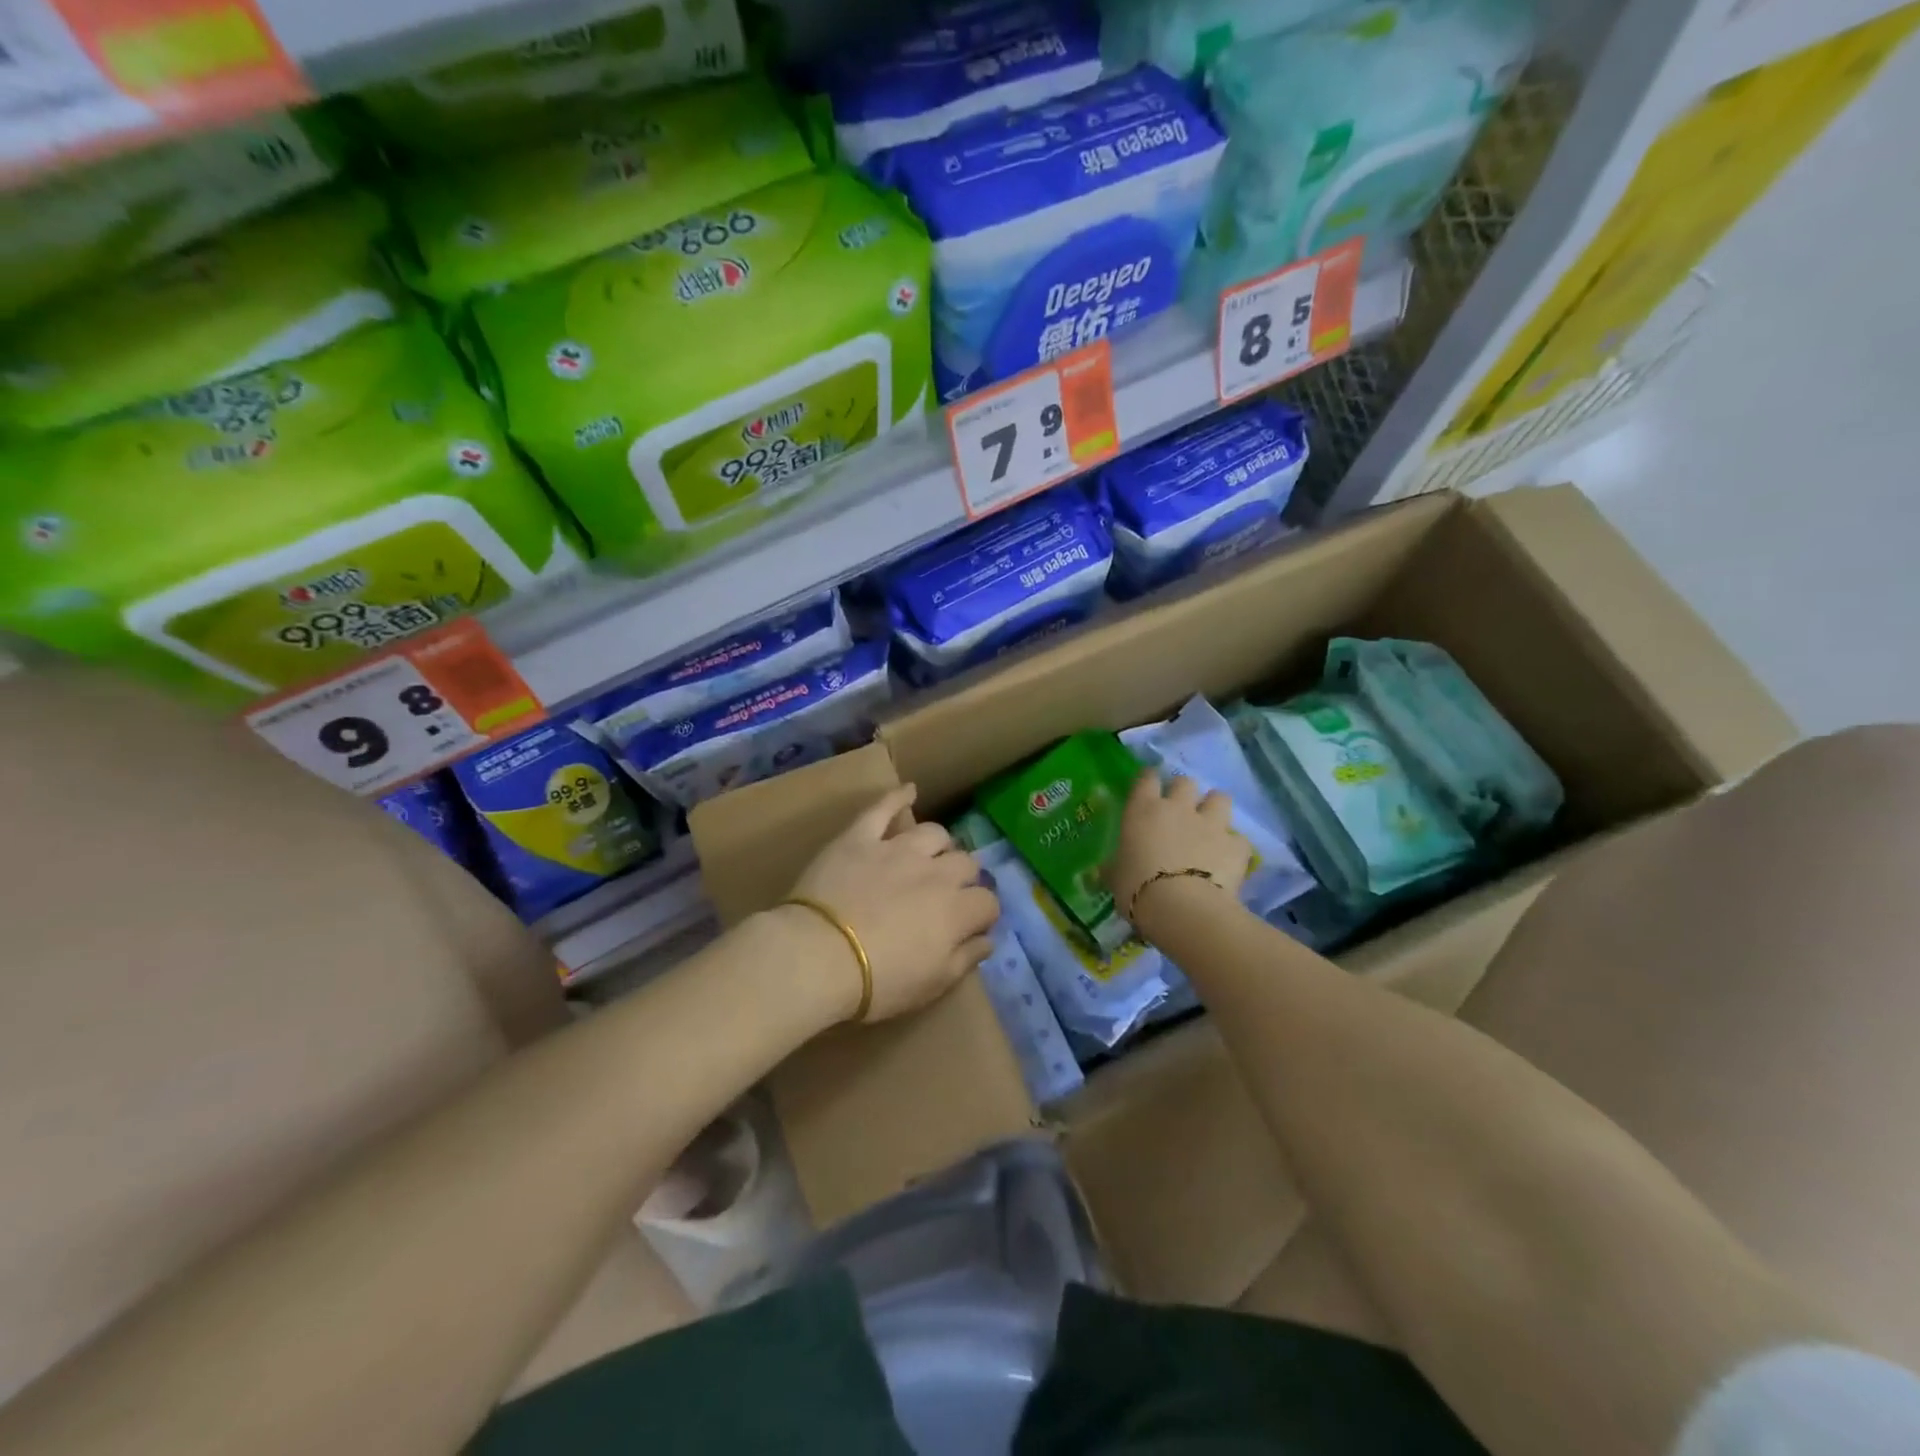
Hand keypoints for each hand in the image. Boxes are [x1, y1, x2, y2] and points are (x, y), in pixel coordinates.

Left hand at [784, 785, 999, 1022]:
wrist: (818, 956)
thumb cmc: (878, 981)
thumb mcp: (931, 985)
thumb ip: (965, 959)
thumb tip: (988, 939)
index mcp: (956, 910)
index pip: (987, 902)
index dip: (983, 914)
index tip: (972, 926)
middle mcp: (935, 871)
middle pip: (966, 863)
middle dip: (964, 878)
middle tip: (948, 895)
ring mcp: (896, 849)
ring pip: (933, 833)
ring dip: (938, 845)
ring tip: (930, 857)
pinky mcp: (860, 837)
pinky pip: (883, 808)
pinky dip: (897, 798)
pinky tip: (909, 791)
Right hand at [1106, 771, 1251, 926]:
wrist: (1183, 909)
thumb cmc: (1137, 889)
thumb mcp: (1115, 877)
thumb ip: (1116, 865)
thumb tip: (1110, 867)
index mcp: (1143, 810)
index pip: (1146, 779)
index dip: (1148, 779)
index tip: (1149, 785)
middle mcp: (1179, 808)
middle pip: (1185, 782)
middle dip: (1184, 792)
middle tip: (1180, 810)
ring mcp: (1211, 823)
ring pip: (1220, 798)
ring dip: (1214, 808)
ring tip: (1210, 825)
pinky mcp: (1236, 845)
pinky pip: (1238, 838)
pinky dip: (1233, 846)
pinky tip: (1228, 859)